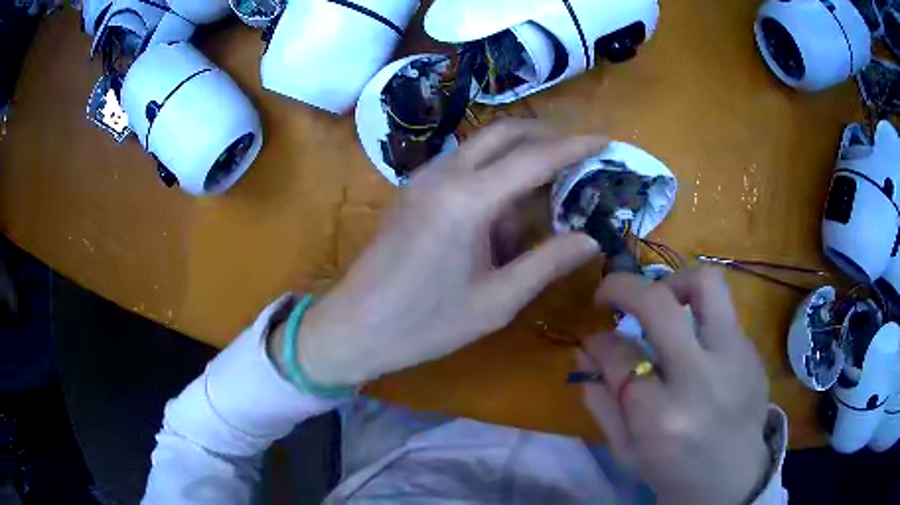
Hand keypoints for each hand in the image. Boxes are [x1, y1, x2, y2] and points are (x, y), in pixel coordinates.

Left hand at [288, 121, 605, 385]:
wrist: (355, 326)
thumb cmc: (425, 323)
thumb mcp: (496, 301)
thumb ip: (547, 263)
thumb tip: (592, 239)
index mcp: (468, 200)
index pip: (534, 157)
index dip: (575, 146)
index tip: (605, 139)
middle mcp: (444, 174)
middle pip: (504, 132)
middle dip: (546, 135)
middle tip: (580, 154)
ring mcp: (423, 178)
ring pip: (483, 145)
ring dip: (519, 154)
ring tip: (550, 187)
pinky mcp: (414, 190)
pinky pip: (464, 164)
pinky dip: (494, 172)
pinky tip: (507, 208)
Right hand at [578, 267, 770, 504]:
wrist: (733, 482)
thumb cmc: (673, 472)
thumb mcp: (626, 451)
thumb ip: (602, 401)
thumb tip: (585, 350)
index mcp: (660, 417)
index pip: (619, 355)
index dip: (598, 340)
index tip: (592, 337)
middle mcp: (700, 378)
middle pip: (659, 303)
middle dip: (623, 287)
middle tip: (612, 294)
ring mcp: (735, 358)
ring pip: (705, 283)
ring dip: (672, 284)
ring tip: (662, 303)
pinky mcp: (753, 352)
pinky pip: (723, 314)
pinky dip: (700, 318)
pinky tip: (695, 344)